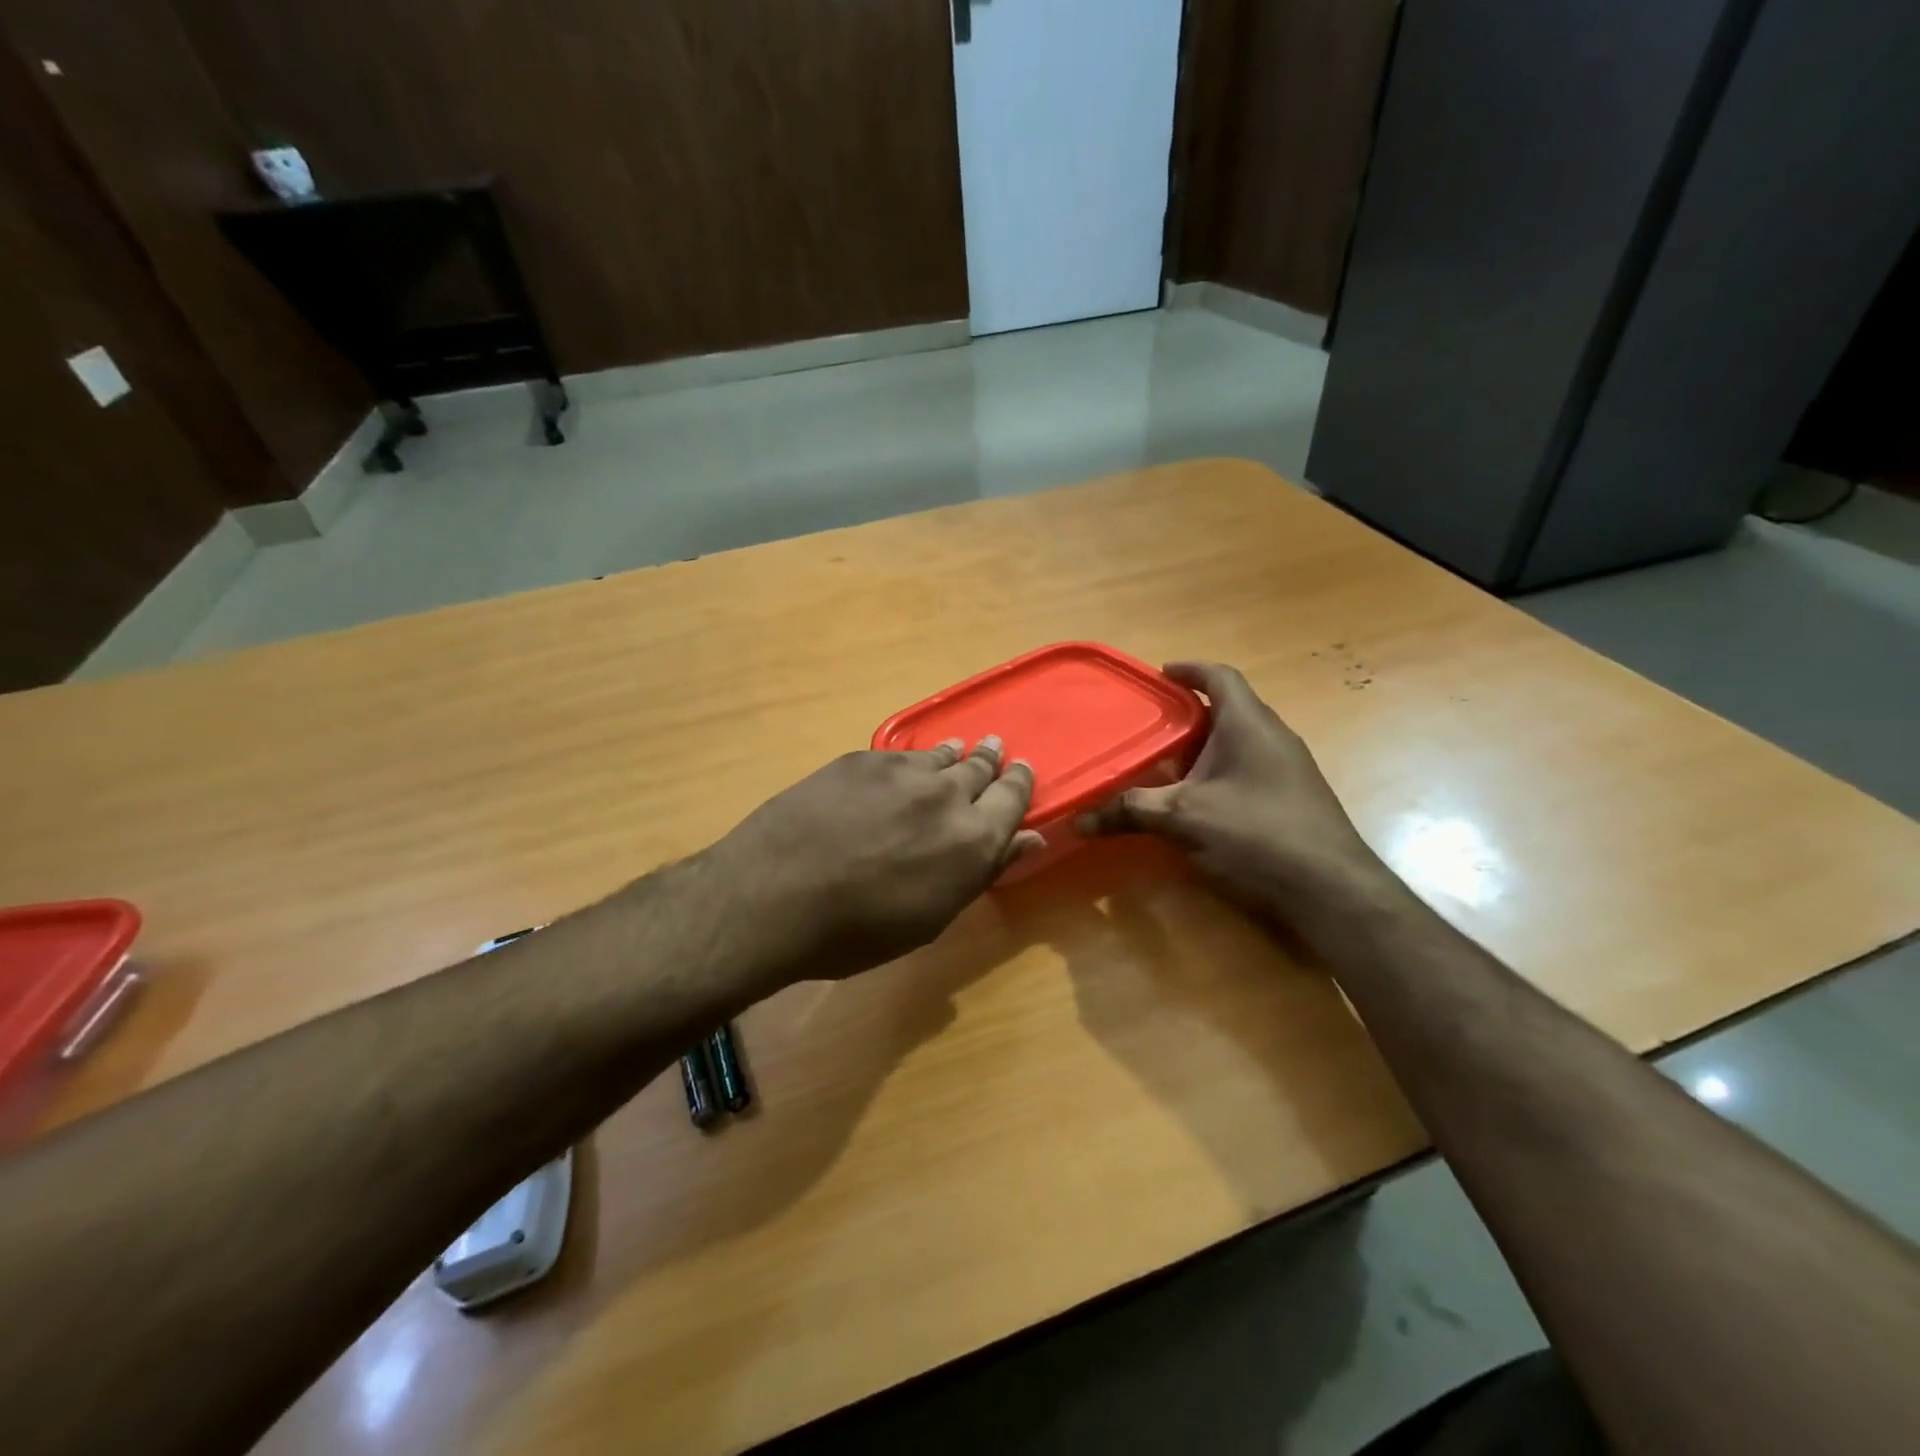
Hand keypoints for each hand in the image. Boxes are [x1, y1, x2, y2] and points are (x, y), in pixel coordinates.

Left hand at [707, 738, 1040, 983]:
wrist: (775, 895)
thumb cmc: (857, 931)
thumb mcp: (931, 916)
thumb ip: (983, 871)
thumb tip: (1029, 840)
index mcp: (974, 841)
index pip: (1013, 798)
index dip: (1020, 783)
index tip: (1022, 772)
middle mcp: (947, 795)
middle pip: (980, 769)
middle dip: (990, 762)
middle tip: (993, 752)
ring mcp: (902, 771)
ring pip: (941, 756)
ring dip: (954, 756)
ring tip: (958, 751)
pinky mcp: (862, 760)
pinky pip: (902, 755)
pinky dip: (914, 760)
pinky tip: (905, 766)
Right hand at [1079, 662, 1387, 918]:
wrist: (1332, 893)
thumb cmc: (1258, 835)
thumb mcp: (1184, 819)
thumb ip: (1131, 811)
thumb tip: (1079, 819)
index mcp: (1249, 724)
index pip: (1220, 677)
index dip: (1189, 670)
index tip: (1159, 674)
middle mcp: (1273, 738)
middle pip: (1226, 710)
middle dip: (1186, 715)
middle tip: (1147, 726)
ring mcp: (1287, 770)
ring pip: (1236, 744)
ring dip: (1201, 748)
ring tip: (1162, 764)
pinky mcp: (1291, 801)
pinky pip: (1246, 771)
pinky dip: (1216, 774)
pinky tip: (1194, 802)